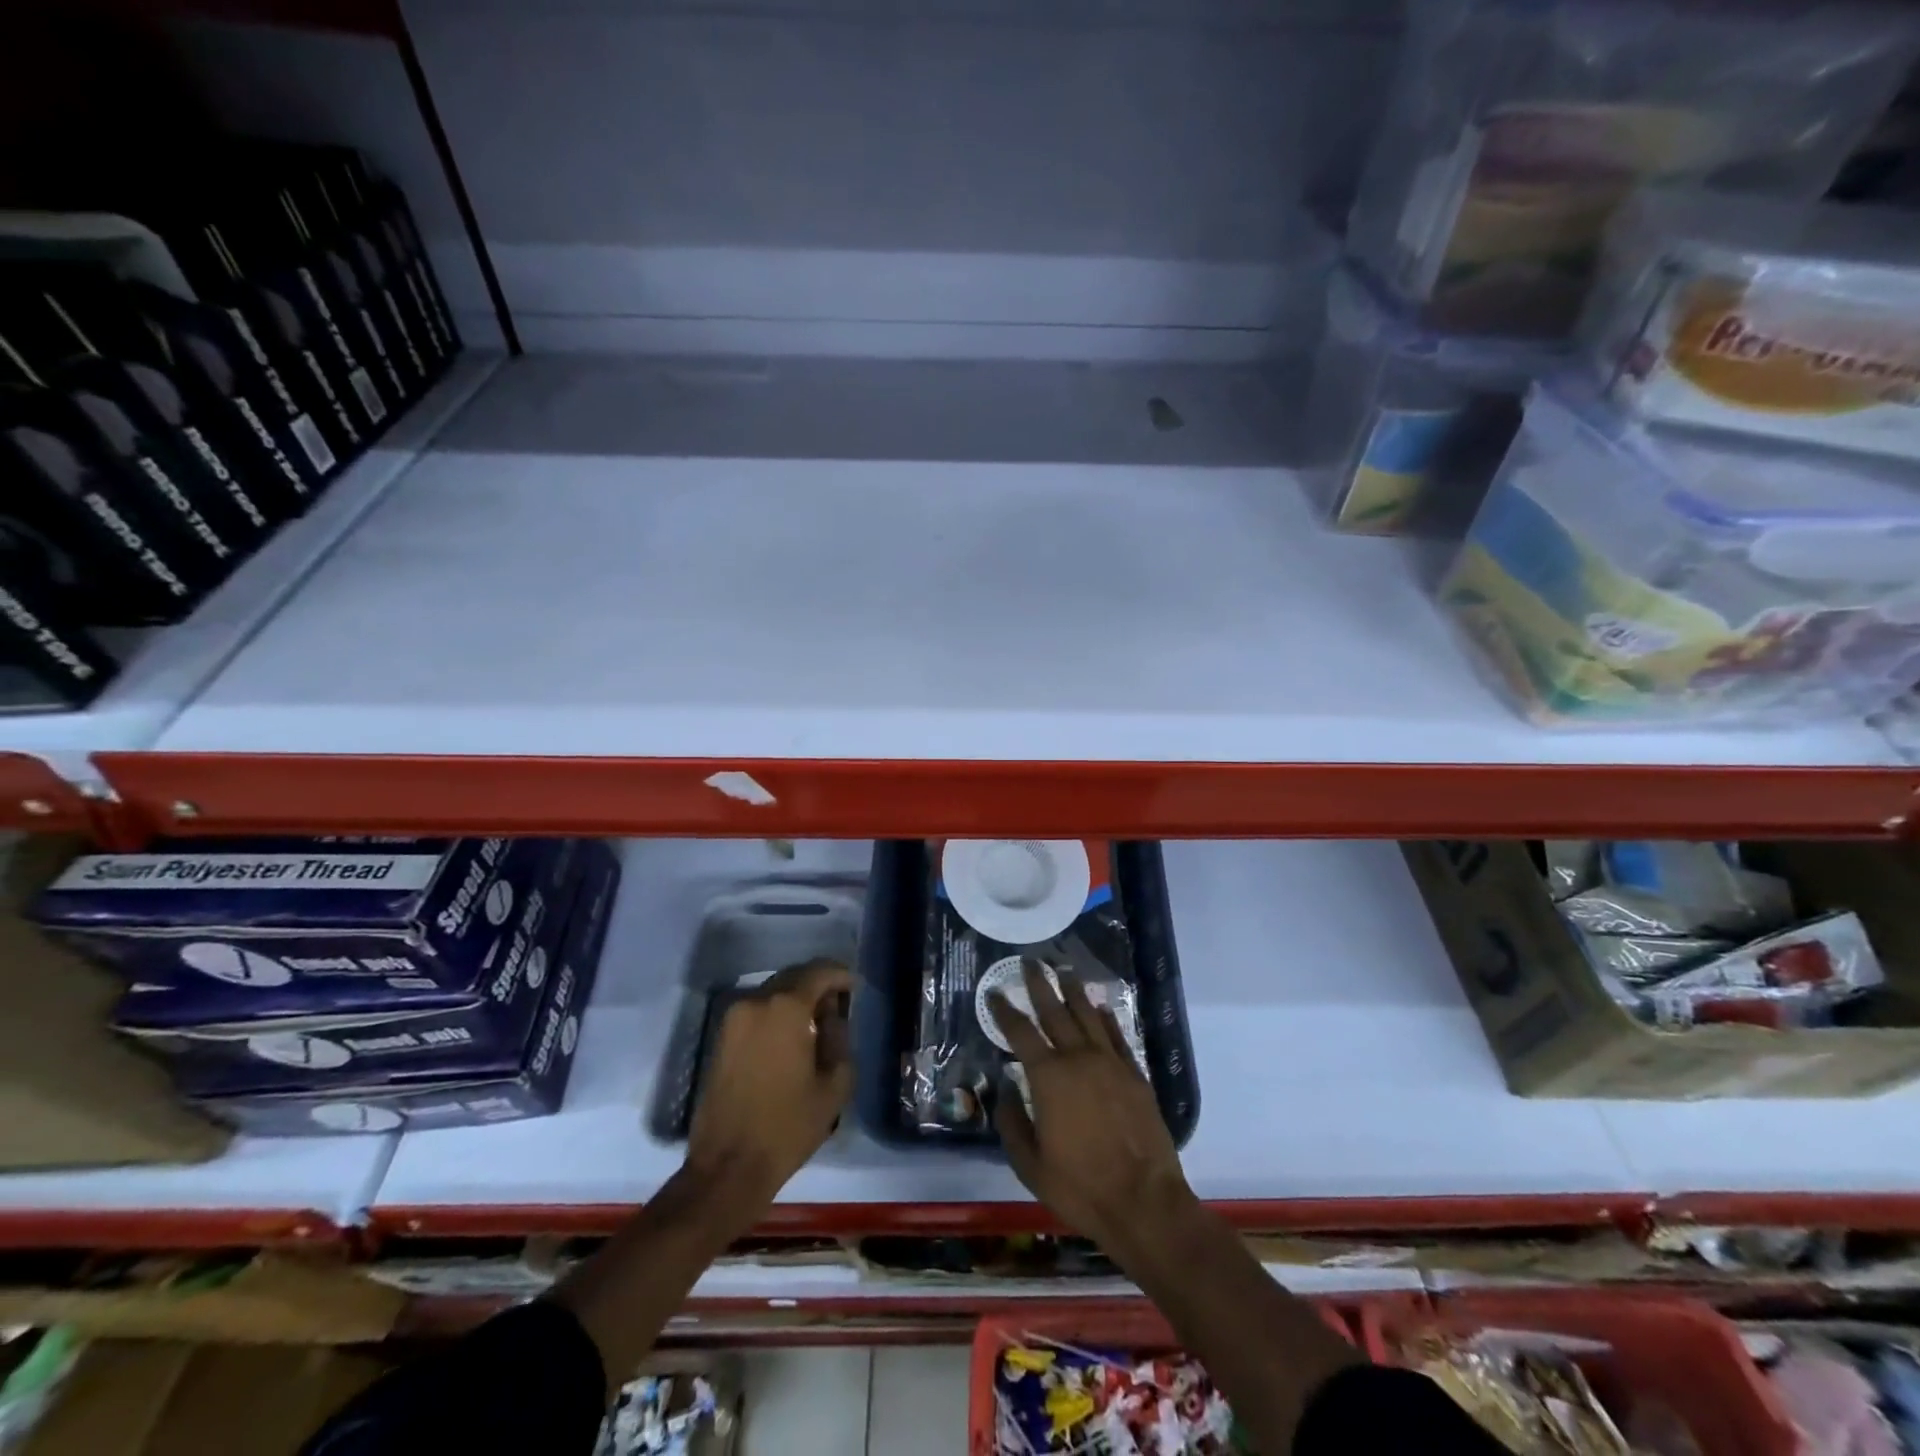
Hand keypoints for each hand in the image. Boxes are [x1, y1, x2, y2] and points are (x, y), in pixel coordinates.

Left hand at [685, 958, 852, 1210]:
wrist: (728, 1168)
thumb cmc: (788, 1126)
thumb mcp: (834, 1084)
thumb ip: (839, 1038)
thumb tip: (832, 1017)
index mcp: (785, 1008)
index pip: (819, 972)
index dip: (840, 975)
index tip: (854, 988)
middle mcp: (755, 1001)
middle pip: (793, 977)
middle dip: (817, 985)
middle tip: (838, 1005)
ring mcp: (732, 1019)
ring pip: (772, 993)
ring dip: (795, 1000)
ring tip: (816, 1023)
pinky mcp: (720, 1038)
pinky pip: (756, 1011)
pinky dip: (776, 1015)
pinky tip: (790, 1038)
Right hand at [990, 960, 1196, 1256]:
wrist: (1145, 1202)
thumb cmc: (1081, 1187)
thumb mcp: (1030, 1165)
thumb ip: (1012, 1123)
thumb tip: (1005, 1090)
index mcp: (1049, 1078)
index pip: (1020, 1033)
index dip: (1005, 1010)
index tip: (995, 991)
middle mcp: (1079, 1059)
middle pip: (1055, 1011)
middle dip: (1040, 984)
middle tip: (1030, 961)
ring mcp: (1111, 1064)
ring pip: (1089, 1016)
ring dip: (1074, 991)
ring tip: (1064, 970)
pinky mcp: (1135, 1075)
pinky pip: (1118, 1036)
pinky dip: (1107, 1018)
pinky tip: (1101, 1007)